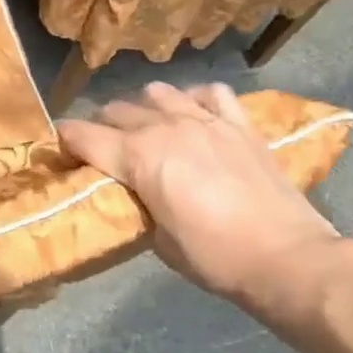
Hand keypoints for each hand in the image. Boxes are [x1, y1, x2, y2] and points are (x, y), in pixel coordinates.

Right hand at [59, 82, 352, 330]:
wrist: (290, 260)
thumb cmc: (216, 258)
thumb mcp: (157, 240)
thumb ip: (136, 203)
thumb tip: (131, 191)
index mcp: (137, 156)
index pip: (81, 134)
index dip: (64, 141)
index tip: (61, 153)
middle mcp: (164, 127)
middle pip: (114, 110)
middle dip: (101, 127)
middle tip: (105, 151)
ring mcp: (204, 120)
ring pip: (156, 92)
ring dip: (144, 109)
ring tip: (149, 129)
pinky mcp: (240, 124)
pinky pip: (210, 93)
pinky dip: (196, 99)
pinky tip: (196, 116)